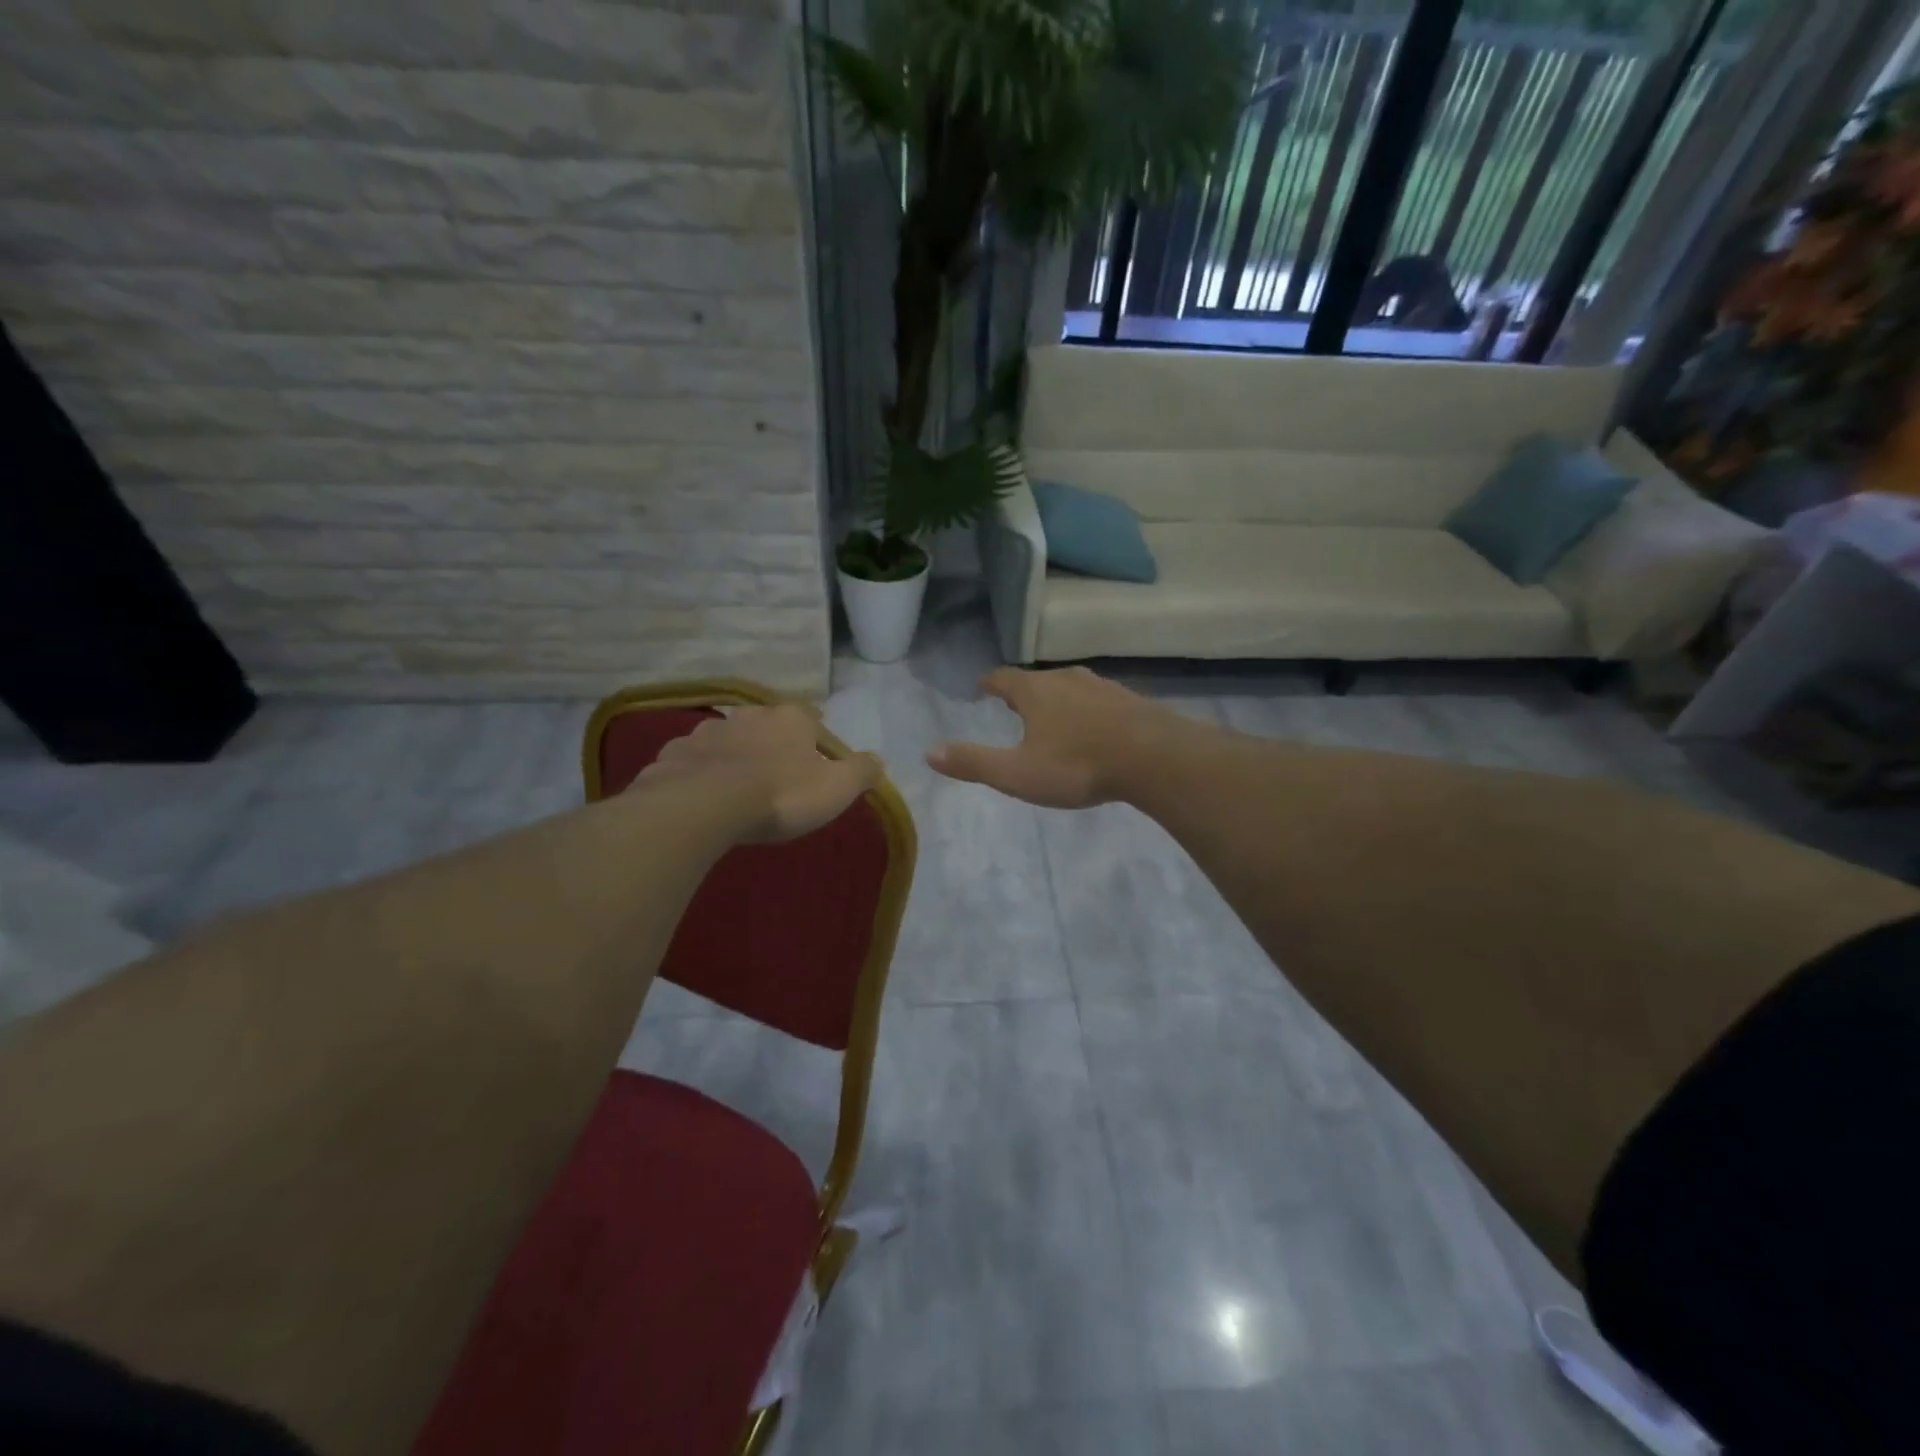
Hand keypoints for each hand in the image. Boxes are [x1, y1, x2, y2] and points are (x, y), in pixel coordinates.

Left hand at [633, 703, 882, 842]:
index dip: (816, 736)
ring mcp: (708, 731)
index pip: (811, 718)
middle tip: (778, 772)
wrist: (704, 805)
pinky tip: (702, 793)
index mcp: (791, 719)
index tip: (817, 755)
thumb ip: (861, 771)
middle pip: (767, 725)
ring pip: (728, 739)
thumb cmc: (781, 794)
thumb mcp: (836, 789)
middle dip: (773, 743)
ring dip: (735, 755)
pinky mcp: (675, 753)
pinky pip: (694, 759)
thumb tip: (878, 760)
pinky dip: (700, 771)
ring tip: (738, 785)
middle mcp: (749, 714)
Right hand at [926, 667, 1182, 808]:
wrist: (1153, 757)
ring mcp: (1102, 687)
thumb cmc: (1077, 765)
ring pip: (1070, 687)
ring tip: (1051, 715)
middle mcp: (1067, 680)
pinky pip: (1098, 700)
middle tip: (1013, 705)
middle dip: (1023, 692)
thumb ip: (974, 762)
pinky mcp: (1129, 700)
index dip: (990, 683)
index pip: (1004, 678)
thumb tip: (929, 752)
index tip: (982, 686)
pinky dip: (1087, 710)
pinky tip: (1093, 728)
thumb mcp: (1017, 772)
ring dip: (1057, 699)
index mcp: (1035, 692)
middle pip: (1037, 680)